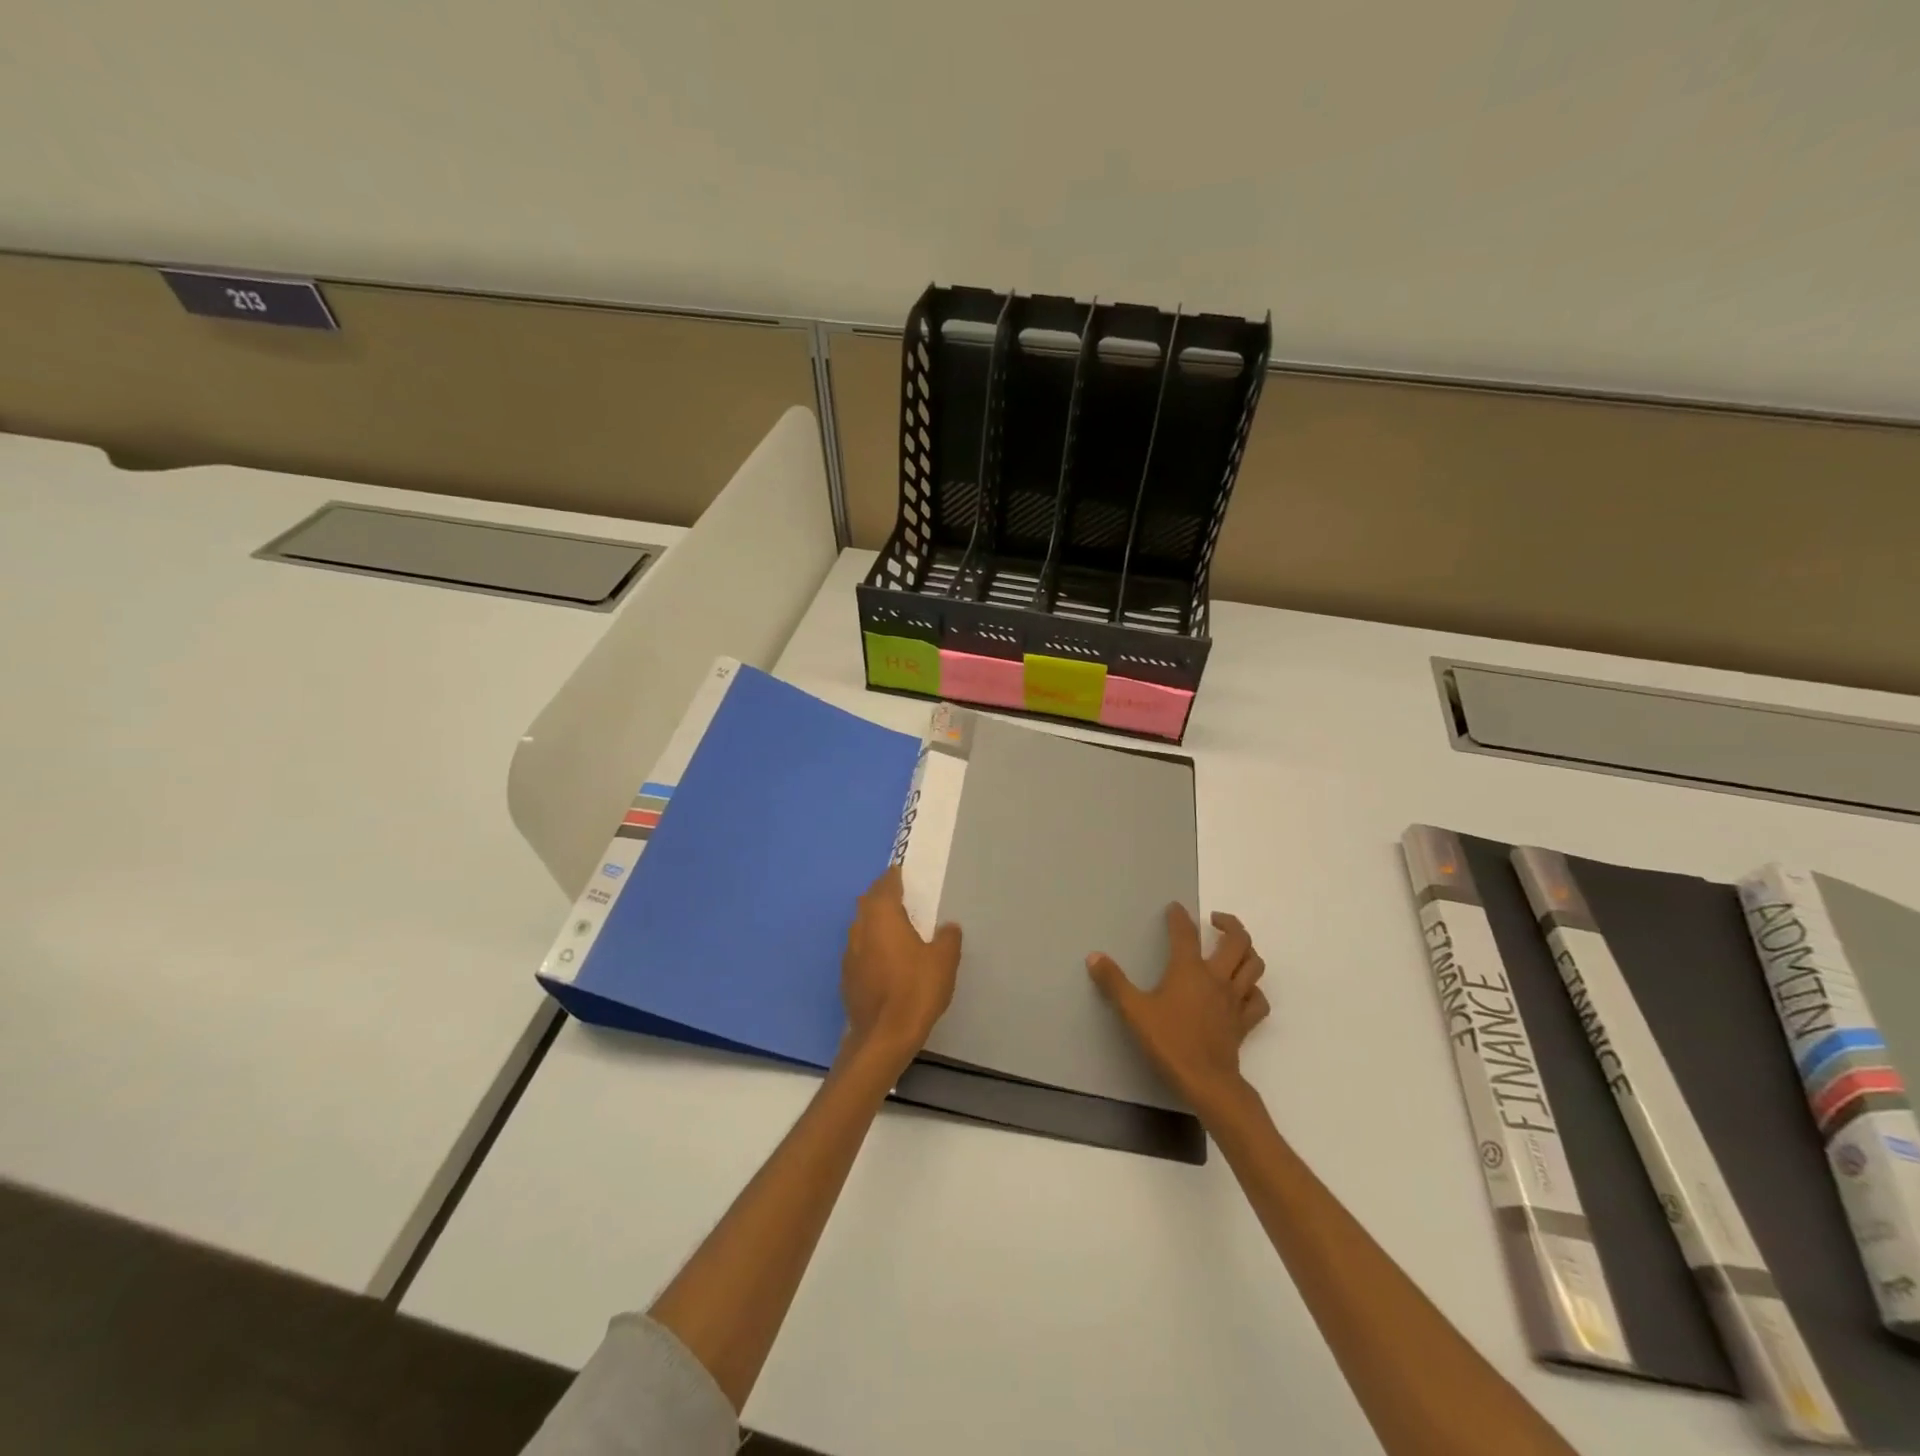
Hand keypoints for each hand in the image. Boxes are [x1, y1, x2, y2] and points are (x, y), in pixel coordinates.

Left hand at [840, 865, 962, 1074]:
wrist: (882, 1037)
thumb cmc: (915, 990)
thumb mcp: (943, 961)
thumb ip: (947, 938)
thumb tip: (948, 927)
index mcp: (882, 916)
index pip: (886, 885)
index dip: (895, 877)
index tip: (903, 873)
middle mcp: (860, 928)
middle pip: (869, 902)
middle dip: (882, 895)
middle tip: (901, 896)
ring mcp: (850, 953)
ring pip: (861, 925)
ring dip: (875, 921)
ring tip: (895, 926)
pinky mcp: (847, 977)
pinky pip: (860, 949)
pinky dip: (872, 945)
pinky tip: (886, 958)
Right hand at [1087, 905, 1267, 1113]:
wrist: (1206, 1082)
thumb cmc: (1169, 1041)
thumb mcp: (1134, 1010)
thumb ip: (1114, 982)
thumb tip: (1094, 956)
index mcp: (1189, 970)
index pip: (1185, 933)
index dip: (1179, 917)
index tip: (1175, 908)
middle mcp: (1217, 978)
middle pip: (1237, 941)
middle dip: (1230, 924)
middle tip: (1216, 920)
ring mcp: (1235, 1000)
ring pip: (1253, 966)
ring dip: (1247, 951)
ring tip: (1233, 948)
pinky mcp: (1244, 1022)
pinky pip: (1258, 1000)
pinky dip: (1254, 989)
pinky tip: (1245, 990)